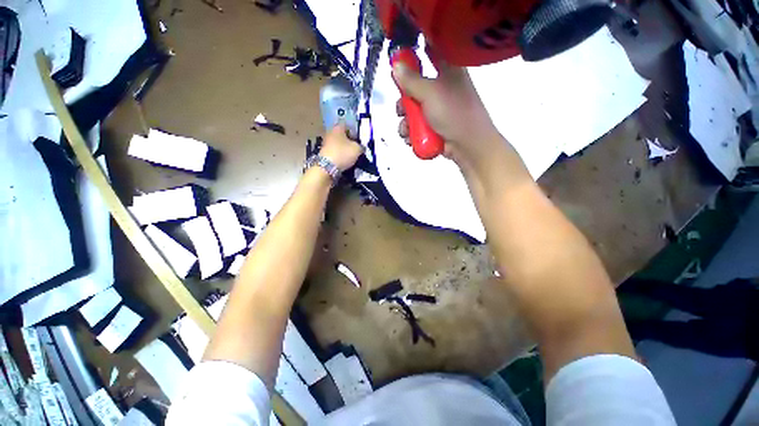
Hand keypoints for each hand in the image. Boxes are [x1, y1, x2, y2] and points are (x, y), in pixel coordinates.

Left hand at [318, 124, 363, 171]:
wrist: (327, 167)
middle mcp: (330, 132)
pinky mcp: (324, 152)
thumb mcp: (357, 149)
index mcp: (338, 128)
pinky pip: (335, 151)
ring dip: (345, 149)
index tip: (360, 140)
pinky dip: (340, 155)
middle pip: (343, 135)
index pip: (348, 125)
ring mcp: (326, 143)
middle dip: (350, 141)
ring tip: (352, 156)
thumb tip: (361, 147)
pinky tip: (345, 160)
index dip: (355, 132)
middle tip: (357, 148)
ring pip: (339, 144)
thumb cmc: (343, 153)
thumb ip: (361, 146)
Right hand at [392, 60, 499, 164]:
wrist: (467, 145)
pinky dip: (411, 132)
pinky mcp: (434, 126)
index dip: (414, 52)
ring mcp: (438, 109)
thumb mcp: (430, 93)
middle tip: (401, 109)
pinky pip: (417, 125)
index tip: (399, 59)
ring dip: (406, 121)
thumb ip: (410, 80)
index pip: (429, 51)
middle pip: (415, 87)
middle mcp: (442, 87)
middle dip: (404, 101)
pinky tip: (410, 138)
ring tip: (406, 130)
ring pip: (413, 110)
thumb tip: (395, 64)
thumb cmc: (453, 112)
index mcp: (447, 70)